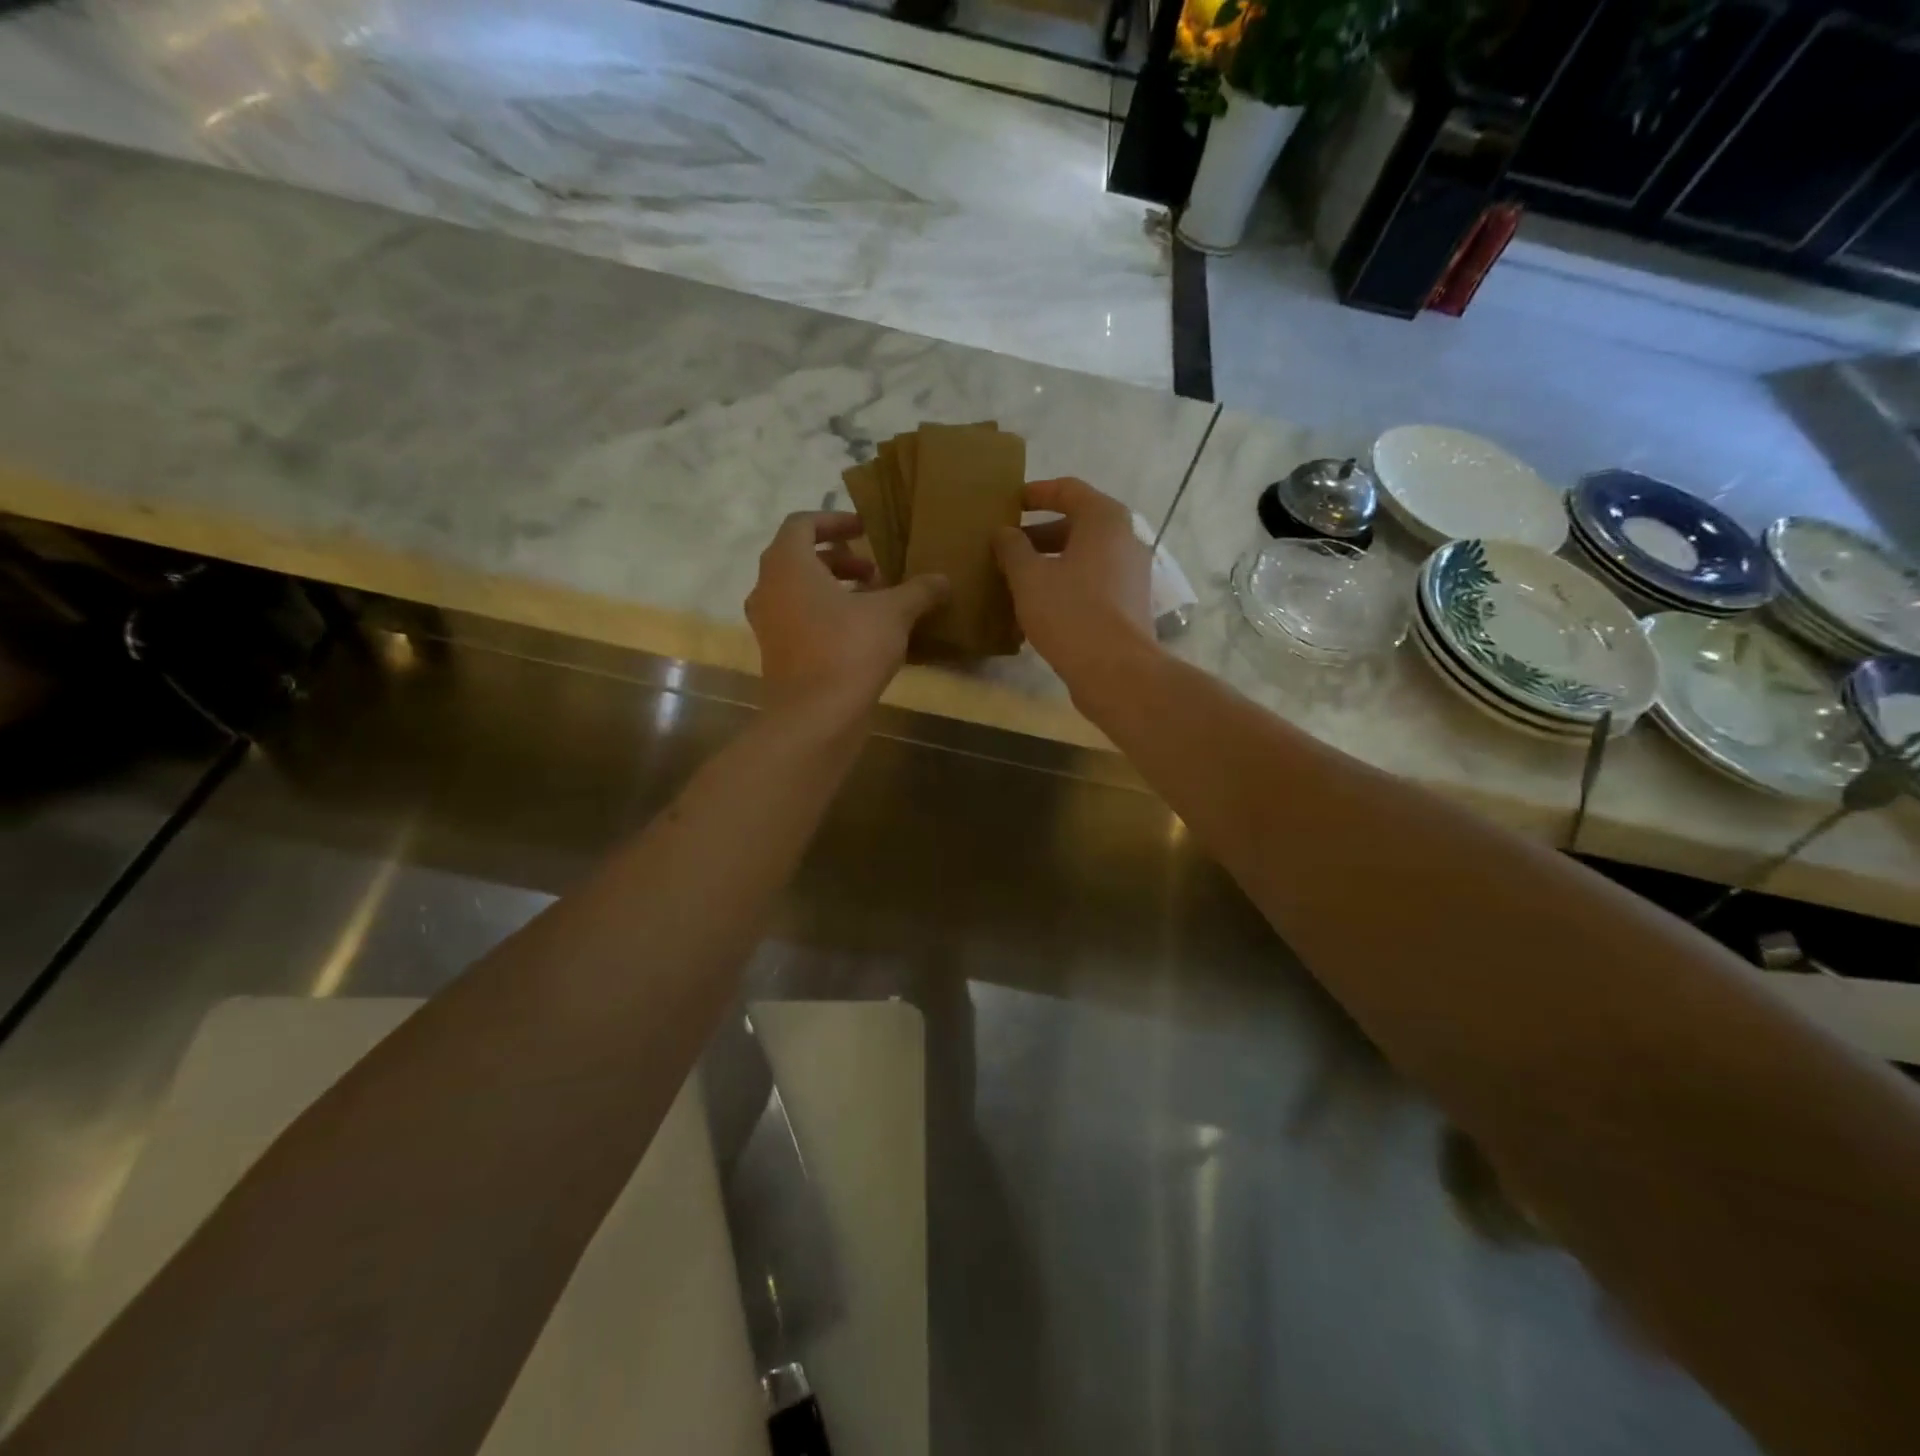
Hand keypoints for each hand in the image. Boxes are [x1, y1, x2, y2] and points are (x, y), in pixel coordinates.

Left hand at [746, 512, 947, 721]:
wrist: (816, 716)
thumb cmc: (849, 650)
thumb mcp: (894, 614)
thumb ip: (918, 590)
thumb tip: (943, 580)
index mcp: (788, 564)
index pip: (802, 524)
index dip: (835, 521)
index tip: (866, 530)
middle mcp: (768, 588)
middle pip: (800, 558)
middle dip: (840, 559)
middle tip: (875, 572)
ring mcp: (767, 624)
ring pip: (799, 591)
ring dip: (834, 588)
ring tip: (873, 602)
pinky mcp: (775, 654)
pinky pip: (799, 619)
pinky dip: (825, 615)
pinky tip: (861, 634)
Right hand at [992, 478, 1155, 694]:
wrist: (1116, 671)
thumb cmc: (1070, 613)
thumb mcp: (1029, 577)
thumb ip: (1012, 548)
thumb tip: (1003, 532)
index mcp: (1104, 520)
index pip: (1068, 490)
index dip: (1036, 493)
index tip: (1009, 503)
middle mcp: (1125, 539)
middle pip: (1077, 525)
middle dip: (1039, 534)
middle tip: (1006, 548)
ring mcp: (1131, 574)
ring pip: (1084, 557)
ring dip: (1050, 563)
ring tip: (1016, 579)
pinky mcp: (1129, 605)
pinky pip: (1092, 583)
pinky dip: (1066, 585)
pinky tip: (1039, 607)